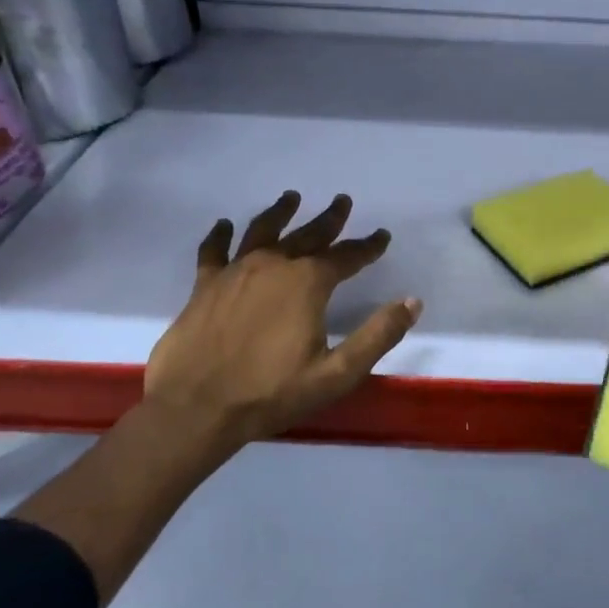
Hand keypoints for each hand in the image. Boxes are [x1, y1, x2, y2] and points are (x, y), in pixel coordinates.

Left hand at [142, 191, 420, 462]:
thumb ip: (378, 335)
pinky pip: (214, 251)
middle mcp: (273, 266)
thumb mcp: (338, 373)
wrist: (196, 408)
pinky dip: (220, 235)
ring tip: (291, 198)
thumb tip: (412, 302)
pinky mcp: (204, 286)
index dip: (367, 246)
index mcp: (307, 283)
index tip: (382, 235)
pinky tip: (224, 225)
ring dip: (280, 212)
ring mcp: (235, 272)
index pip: (346, 256)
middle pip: (307, 234)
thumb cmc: (271, 392)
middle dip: (329, 219)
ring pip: (262, 231)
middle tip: (342, 201)